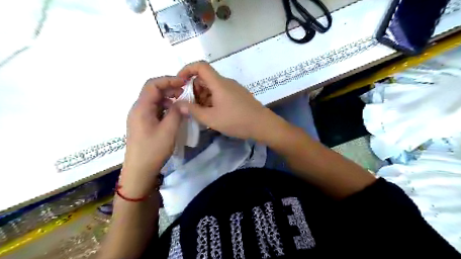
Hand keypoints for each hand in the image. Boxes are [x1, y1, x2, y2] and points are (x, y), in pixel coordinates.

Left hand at [121, 76, 184, 195]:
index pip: (152, 85)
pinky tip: (175, 114)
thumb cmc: (153, 150)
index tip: (184, 82)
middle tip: (186, 92)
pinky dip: (166, 108)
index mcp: (141, 108)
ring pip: (155, 101)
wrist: (139, 170)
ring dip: (168, 98)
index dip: (168, 80)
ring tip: (182, 103)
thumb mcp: (168, 131)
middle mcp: (138, 109)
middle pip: (153, 91)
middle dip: (170, 88)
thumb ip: (176, 113)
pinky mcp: (144, 124)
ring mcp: (140, 117)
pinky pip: (155, 110)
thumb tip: (183, 102)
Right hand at [177, 61, 276, 140]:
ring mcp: (234, 88)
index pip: (200, 66)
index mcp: (219, 83)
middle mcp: (226, 82)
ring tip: (202, 113)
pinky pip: (221, 93)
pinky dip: (213, 100)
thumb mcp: (211, 118)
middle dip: (194, 89)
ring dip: (203, 97)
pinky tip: (214, 114)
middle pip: (205, 78)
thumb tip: (178, 104)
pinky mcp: (238, 95)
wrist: (263, 125)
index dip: (187, 69)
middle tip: (191, 105)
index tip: (179, 82)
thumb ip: (193, 111)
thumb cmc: (236, 120)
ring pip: (213, 87)